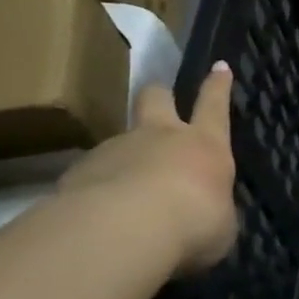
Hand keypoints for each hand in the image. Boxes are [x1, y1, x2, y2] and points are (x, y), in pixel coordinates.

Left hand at [58, 65, 237, 270]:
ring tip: (121, 190)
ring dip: (123, 155)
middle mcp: (160, 136)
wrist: (125, 231)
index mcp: (204, 144)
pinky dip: (95, 189)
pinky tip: (95, 215)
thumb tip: (204, 214)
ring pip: (119, 139)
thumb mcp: (220, 224)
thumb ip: (211, 211)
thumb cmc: (193, 222)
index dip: (218, 86)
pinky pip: (91, 174)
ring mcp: (116, 149)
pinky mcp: (79, 172)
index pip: (214, 106)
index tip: (219, 67)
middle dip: (160, 95)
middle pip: (156, 99)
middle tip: (158, 97)